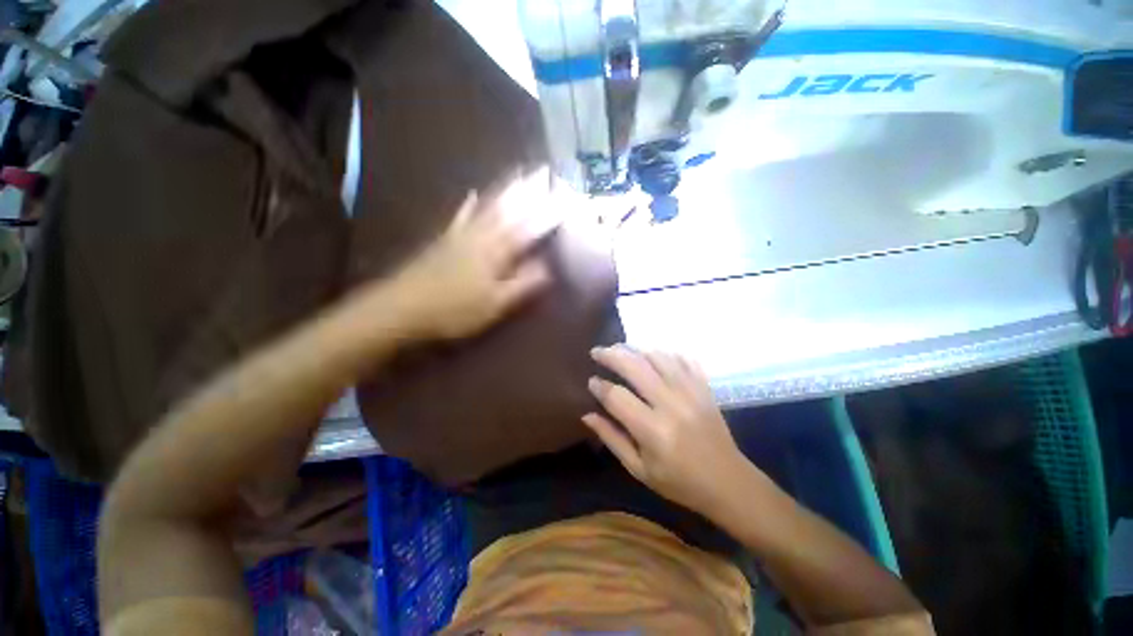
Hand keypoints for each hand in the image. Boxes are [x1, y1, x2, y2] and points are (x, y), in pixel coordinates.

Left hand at [388, 179, 559, 340]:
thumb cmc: (454, 311)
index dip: (548, 215)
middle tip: (543, 171)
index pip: (529, 230)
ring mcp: (461, 235)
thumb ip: (522, 285)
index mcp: (497, 253)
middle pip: (509, 210)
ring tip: (518, 173)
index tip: (565, 200)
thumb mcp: (495, 304)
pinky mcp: (445, 240)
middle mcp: (481, 237)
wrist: (402, 308)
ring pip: (488, 207)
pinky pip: (461, 216)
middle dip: (529, 191)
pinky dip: (469, 204)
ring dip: (505, 190)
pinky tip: (474, 192)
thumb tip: (548, 268)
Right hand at [584, 345, 751, 516]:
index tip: (591, 381)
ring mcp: (690, 392)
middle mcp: (670, 404)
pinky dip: (664, 354)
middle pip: (635, 367)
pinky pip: (682, 359)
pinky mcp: (704, 387)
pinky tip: (652, 356)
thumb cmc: (679, 482)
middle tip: (597, 351)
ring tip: (621, 350)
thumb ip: (612, 438)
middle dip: (611, 355)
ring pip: (657, 357)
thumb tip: (587, 415)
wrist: (729, 483)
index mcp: (652, 430)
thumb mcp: (639, 469)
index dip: (599, 386)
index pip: (616, 396)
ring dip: (635, 350)